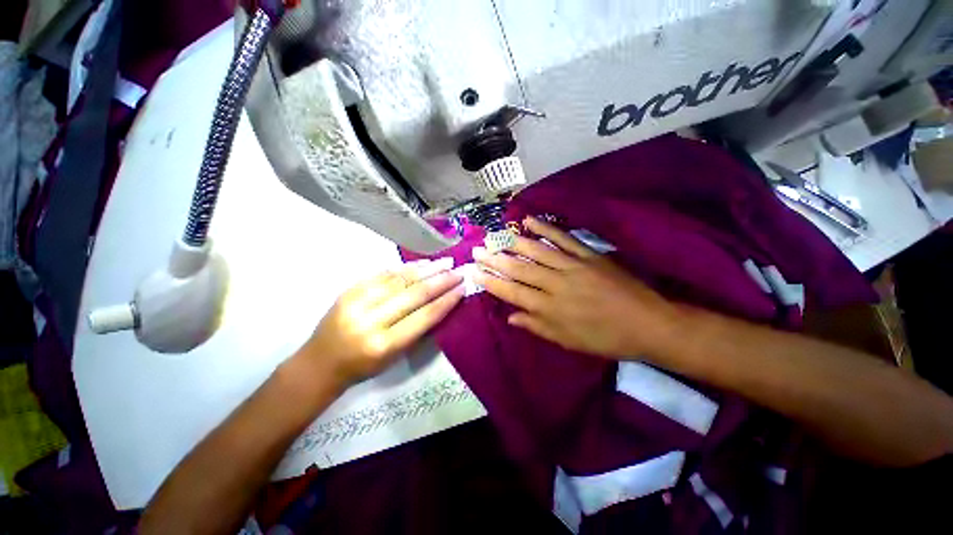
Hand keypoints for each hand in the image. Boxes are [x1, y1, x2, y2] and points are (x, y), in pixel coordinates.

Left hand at [300, 258, 463, 384]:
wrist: (320, 363)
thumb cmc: (362, 367)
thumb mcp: (395, 358)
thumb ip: (418, 330)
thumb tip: (442, 303)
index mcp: (384, 345)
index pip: (424, 317)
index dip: (446, 301)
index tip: (462, 288)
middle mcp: (370, 321)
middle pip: (414, 294)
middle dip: (441, 281)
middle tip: (458, 271)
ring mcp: (357, 302)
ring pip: (400, 279)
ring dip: (427, 269)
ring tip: (445, 262)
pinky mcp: (349, 290)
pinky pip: (383, 274)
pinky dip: (405, 267)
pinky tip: (422, 263)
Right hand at [472, 217, 679, 359]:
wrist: (649, 324)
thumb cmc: (606, 338)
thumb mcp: (568, 342)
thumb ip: (537, 327)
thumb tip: (511, 317)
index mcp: (550, 309)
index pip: (513, 293)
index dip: (492, 282)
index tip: (476, 272)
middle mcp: (556, 285)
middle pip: (520, 269)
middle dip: (496, 259)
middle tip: (477, 250)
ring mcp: (573, 267)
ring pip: (537, 252)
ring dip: (513, 242)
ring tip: (495, 235)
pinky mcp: (588, 255)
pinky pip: (564, 239)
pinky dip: (546, 228)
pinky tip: (530, 220)